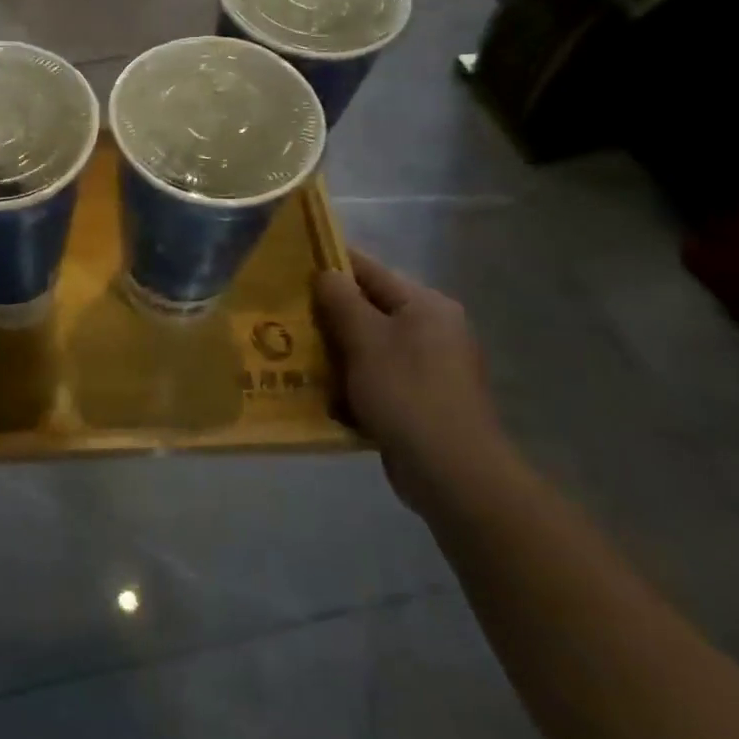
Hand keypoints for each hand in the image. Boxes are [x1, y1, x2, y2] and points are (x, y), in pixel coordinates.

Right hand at [313, 249, 508, 514]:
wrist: (452, 472)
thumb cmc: (406, 392)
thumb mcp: (365, 338)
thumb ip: (341, 299)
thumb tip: (326, 272)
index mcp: (425, 305)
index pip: (369, 271)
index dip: (330, 266)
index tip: (291, 270)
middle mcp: (433, 329)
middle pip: (370, 309)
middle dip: (329, 315)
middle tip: (287, 318)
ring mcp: (431, 367)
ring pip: (371, 346)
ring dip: (337, 352)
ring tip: (296, 355)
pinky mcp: (422, 399)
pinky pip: (379, 377)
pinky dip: (353, 381)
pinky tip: (325, 394)